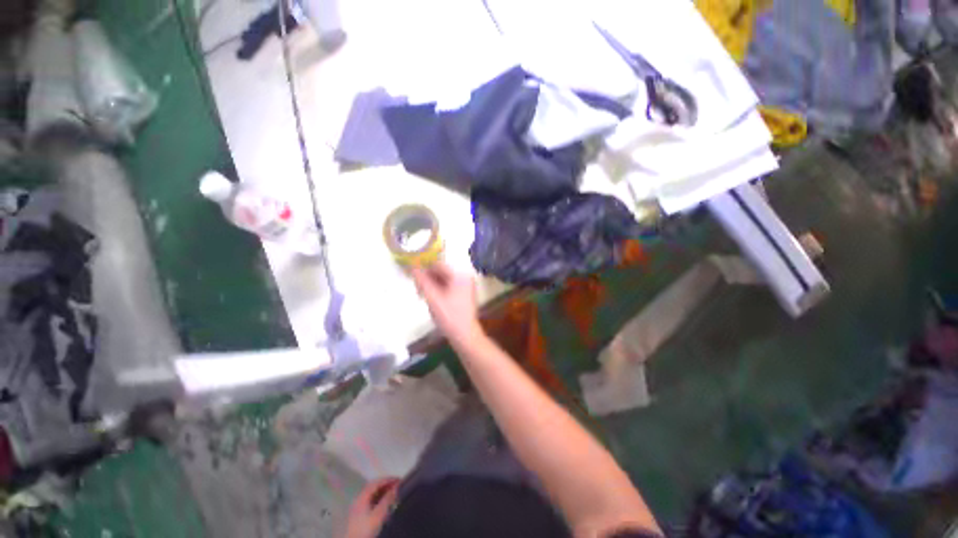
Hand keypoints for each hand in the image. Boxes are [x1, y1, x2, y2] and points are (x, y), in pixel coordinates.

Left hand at [345, 477, 400, 537]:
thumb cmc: (366, 529)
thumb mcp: (378, 515)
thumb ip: (387, 500)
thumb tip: (397, 487)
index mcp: (362, 496)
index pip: (376, 483)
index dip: (388, 479)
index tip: (399, 480)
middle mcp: (359, 499)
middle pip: (373, 487)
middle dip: (386, 484)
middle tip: (397, 485)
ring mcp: (358, 506)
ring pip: (372, 494)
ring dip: (383, 491)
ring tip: (393, 492)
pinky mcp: (359, 514)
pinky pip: (371, 501)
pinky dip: (379, 498)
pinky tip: (385, 502)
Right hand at [411, 262, 482, 345]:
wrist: (465, 335)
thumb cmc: (449, 316)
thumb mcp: (433, 298)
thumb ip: (422, 281)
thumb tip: (413, 267)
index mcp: (460, 275)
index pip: (438, 265)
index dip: (424, 268)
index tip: (412, 274)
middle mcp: (465, 277)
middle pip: (442, 272)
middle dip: (428, 277)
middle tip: (416, 286)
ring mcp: (466, 286)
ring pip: (444, 279)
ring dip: (432, 284)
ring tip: (422, 293)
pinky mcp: (465, 294)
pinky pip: (449, 286)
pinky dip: (439, 289)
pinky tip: (431, 297)